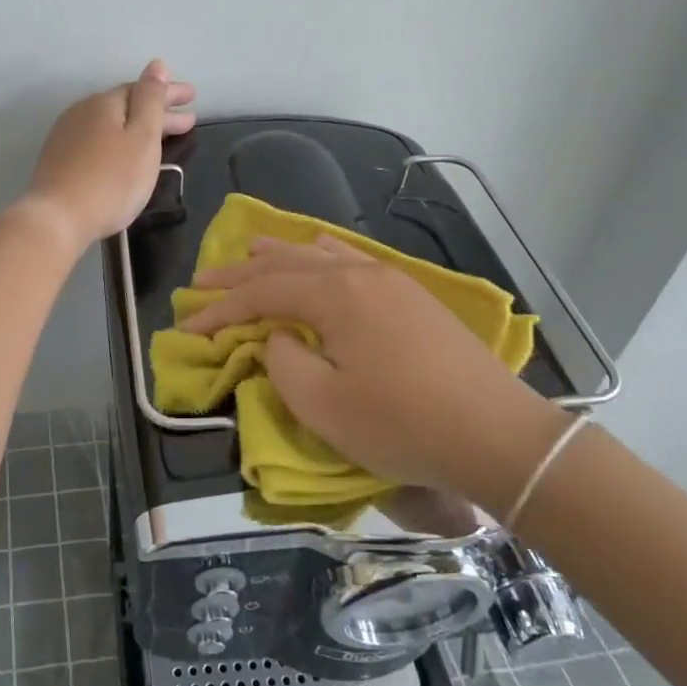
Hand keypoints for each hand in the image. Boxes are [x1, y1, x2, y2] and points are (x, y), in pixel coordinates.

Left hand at [21, 59, 196, 248]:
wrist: (58, 218)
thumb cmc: (111, 180)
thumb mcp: (142, 138)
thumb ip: (151, 100)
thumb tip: (157, 65)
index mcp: (105, 103)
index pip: (143, 89)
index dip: (169, 93)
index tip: (193, 98)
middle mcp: (83, 111)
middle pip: (126, 106)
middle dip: (157, 111)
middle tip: (187, 120)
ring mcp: (66, 135)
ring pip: (110, 123)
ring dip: (136, 126)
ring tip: (158, 137)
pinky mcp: (58, 159)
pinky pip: (96, 139)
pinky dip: (117, 141)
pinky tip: (122, 152)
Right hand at [179, 234, 571, 514]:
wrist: (497, 435)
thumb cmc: (402, 424)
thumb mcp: (322, 405)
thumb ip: (283, 363)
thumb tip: (279, 337)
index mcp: (336, 295)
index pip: (262, 293)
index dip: (221, 308)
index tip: (189, 325)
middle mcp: (360, 273)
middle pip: (287, 264)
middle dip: (241, 275)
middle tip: (203, 282)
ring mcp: (391, 280)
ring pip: (321, 256)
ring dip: (280, 257)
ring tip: (249, 254)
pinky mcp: (412, 296)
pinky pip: (353, 260)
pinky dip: (323, 256)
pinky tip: (318, 250)